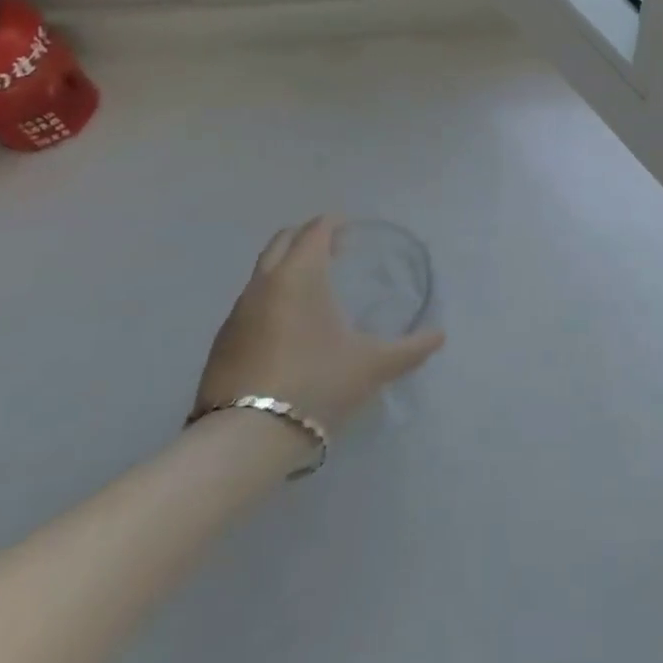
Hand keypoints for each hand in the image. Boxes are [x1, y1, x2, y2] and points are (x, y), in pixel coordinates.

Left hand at [193, 216, 444, 432]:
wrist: (245, 438)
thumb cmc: (317, 383)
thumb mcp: (373, 366)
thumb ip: (410, 348)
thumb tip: (440, 336)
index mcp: (301, 275)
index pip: (315, 231)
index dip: (333, 225)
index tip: (349, 230)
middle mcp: (264, 283)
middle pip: (283, 241)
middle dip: (307, 237)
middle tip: (334, 250)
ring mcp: (237, 312)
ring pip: (263, 271)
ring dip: (287, 267)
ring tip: (313, 288)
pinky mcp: (223, 342)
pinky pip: (251, 302)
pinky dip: (271, 297)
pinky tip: (288, 326)